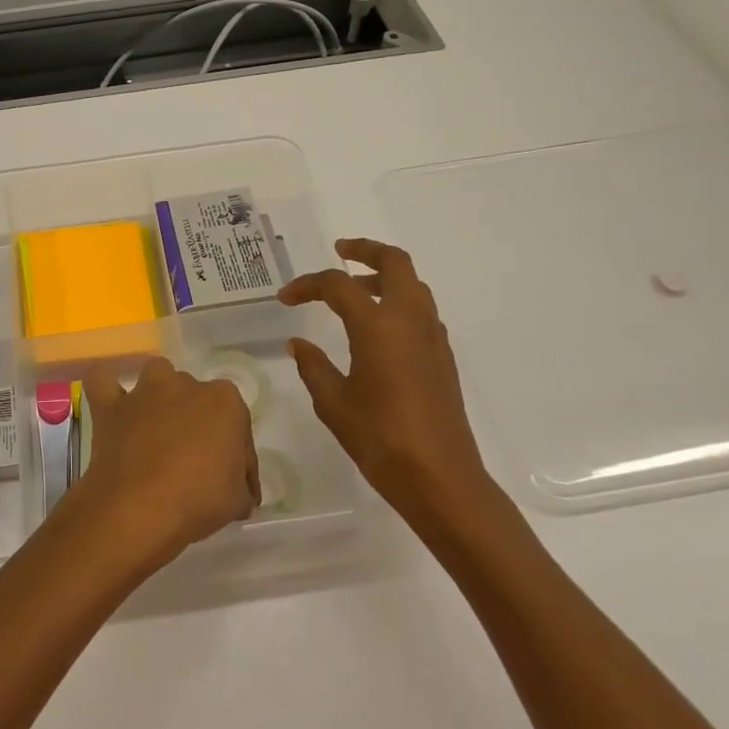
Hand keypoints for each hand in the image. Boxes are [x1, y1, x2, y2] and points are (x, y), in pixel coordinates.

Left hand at [67, 356, 259, 571]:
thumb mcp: (237, 501)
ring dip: (160, 395)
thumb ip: (240, 487)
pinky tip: (114, 404)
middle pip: (196, 397)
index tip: (232, 482)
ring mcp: (145, 391)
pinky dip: (108, 387)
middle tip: (194, 461)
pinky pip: (103, 380)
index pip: (237, 423)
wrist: (139, 509)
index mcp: (226, 402)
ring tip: (159, 427)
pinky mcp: (110, 405)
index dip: (236, 454)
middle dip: (197, 422)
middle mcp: (186, 385)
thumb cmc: (198, 501)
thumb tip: (240, 493)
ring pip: (157, 375)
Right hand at [280, 238, 494, 522]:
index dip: (308, 285)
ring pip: (413, 285)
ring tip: (355, 292)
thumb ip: (313, 366)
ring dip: (383, 277)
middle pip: (394, 262)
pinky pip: (421, 311)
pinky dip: (399, 302)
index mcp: (378, 327)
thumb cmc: (381, 440)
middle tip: (340, 252)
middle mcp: (410, 320)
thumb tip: (298, 344)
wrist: (441, 478)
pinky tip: (378, 330)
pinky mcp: (443, 356)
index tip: (286, 298)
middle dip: (366, 250)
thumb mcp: (334, 404)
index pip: (338, 286)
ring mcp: (432, 337)